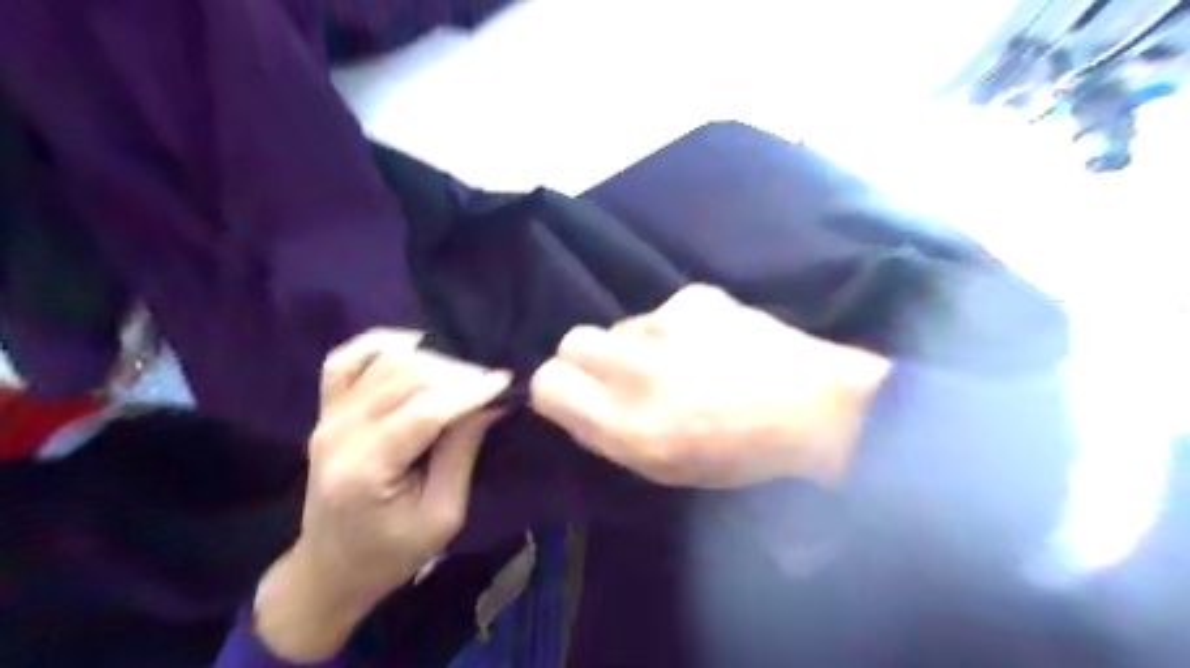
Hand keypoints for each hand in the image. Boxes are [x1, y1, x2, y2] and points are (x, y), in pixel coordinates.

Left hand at [256, 329, 504, 662]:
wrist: (331, 567)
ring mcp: (327, 415)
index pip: (423, 412)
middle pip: (405, 377)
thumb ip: (461, 453)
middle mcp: (339, 433)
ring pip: (385, 361)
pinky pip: (348, 358)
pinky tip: (415, 349)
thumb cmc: (392, 553)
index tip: (507, 382)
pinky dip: (383, 344)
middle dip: (457, 373)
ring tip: (464, 376)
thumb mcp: (442, 516)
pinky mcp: (326, 409)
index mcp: (365, 471)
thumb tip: (489, 402)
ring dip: (432, 360)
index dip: (469, 392)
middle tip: (491, 385)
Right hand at [527, 285, 881, 486]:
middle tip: (625, 374)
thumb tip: (573, 400)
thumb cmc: (738, 454)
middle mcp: (636, 371)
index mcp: (625, 425)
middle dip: (588, 358)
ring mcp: (666, 327)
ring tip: (683, 362)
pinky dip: (676, 328)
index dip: (557, 386)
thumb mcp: (661, 468)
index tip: (577, 393)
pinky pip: (661, 312)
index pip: (548, 382)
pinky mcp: (695, 298)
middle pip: (572, 340)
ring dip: (638, 344)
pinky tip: (711, 343)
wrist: (816, 407)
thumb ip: (605, 433)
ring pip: (620, 326)